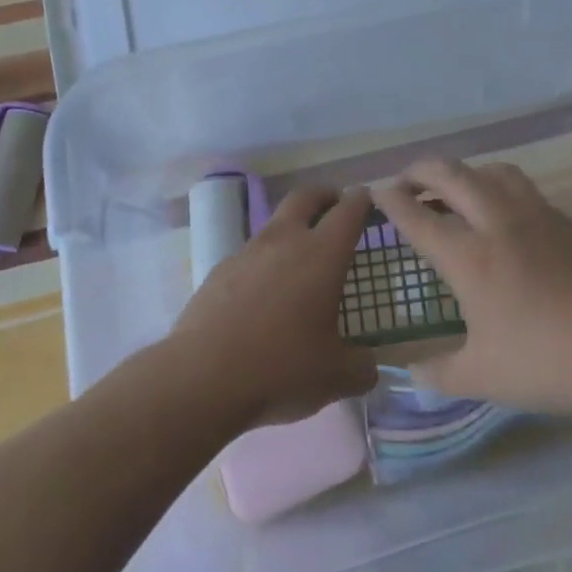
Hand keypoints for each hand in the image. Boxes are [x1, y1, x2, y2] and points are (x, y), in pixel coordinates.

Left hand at [168, 186, 379, 430]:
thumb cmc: (281, 367)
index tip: (367, 199)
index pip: (348, 211)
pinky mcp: (219, 270)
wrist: (202, 376)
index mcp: (322, 254)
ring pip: (274, 224)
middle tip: (334, 205)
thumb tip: (369, 367)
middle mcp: (285, 241)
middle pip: (305, 197)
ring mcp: (247, 252)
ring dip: (291, 228)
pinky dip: (264, 262)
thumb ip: (360, 368)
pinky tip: (263, 294)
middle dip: (323, 195)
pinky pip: (249, 255)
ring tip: (300, 258)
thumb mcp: (334, 376)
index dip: (361, 201)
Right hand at [374, 158, 571, 416]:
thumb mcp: (482, 377)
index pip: (419, 218)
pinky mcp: (566, 222)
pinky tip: (505, 212)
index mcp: (470, 257)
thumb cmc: (544, 362)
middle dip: (422, 170)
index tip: (377, 191)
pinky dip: (500, 187)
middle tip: (406, 178)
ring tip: (456, 187)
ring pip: (493, 172)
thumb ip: (439, 373)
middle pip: (452, 176)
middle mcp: (498, 223)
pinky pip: (524, 189)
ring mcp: (536, 216)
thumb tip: (410, 374)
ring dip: (466, 171)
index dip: (393, 201)